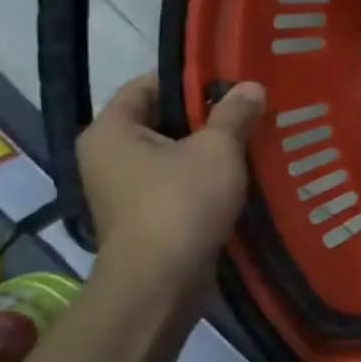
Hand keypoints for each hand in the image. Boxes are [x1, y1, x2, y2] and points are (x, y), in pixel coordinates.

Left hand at [78, 74, 264, 280]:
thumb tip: (250, 86)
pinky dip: (205, 177)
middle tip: (249, 109)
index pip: (147, 85)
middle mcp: (107, 156)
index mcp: (111, 130)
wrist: (161, 282)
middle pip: (161, 120)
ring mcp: (123, 190)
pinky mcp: (144, 216)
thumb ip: (234, 113)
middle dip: (206, 115)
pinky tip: (240, 175)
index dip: (189, 78)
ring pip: (172, 154)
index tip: (231, 80)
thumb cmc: (181, 202)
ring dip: (209, 148)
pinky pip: (176, 183)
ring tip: (252, 140)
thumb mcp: (217, 149)